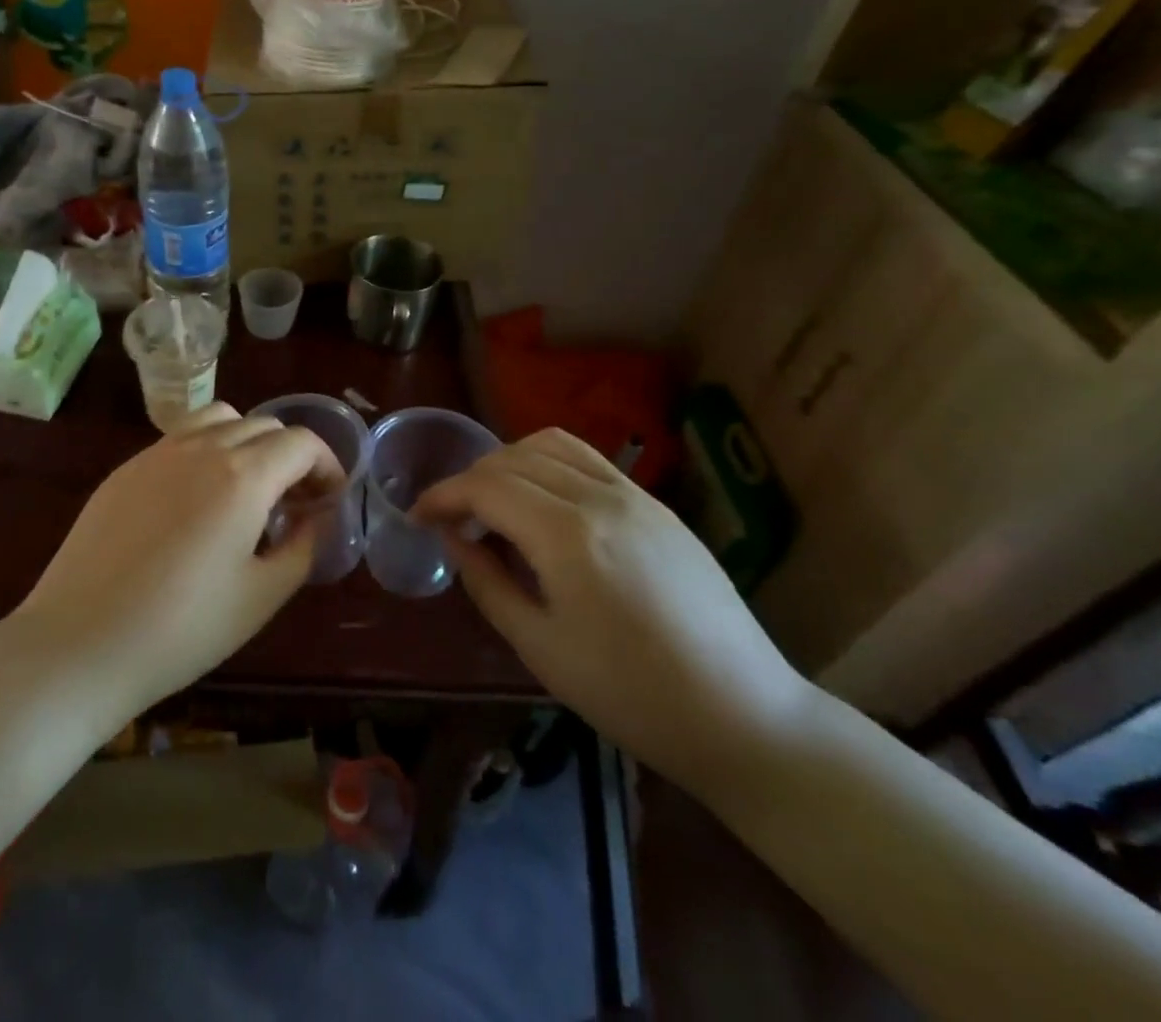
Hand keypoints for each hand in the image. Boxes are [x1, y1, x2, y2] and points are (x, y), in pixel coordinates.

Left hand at [14, 403, 343, 716]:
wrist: (80, 642)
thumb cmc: (182, 629)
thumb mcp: (261, 596)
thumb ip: (302, 547)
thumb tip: (317, 517)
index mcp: (242, 476)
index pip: (301, 443)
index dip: (327, 465)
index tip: (329, 498)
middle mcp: (202, 448)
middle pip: (264, 425)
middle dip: (291, 455)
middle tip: (294, 500)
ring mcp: (158, 453)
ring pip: (219, 418)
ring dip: (247, 441)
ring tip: (246, 487)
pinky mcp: (126, 468)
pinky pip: (180, 438)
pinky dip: (206, 450)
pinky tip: (196, 500)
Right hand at [412, 428, 810, 794]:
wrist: (743, 716)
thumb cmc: (630, 694)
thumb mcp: (540, 647)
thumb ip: (487, 583)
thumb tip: (454, 539)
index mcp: (567, 535)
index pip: (485, 487)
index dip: (442, 496)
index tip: (417, 517)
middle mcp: (599, 497)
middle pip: (512, 459)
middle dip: (469, 481)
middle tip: (453, 520)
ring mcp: (635, 495)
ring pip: (550, 445)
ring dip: (508, 463)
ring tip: (495, 504)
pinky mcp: (657, 505)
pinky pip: (588, 459)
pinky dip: (548, 465)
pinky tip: (543, 504)